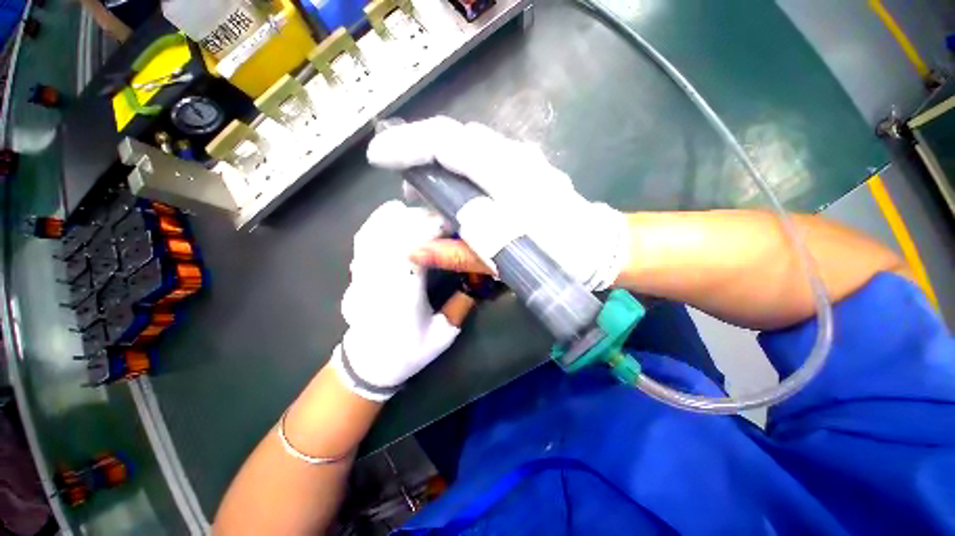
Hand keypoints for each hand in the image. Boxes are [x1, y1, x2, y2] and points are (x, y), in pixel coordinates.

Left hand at [334, 201, 461, 401]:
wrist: (368, 361)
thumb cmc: (407, 350)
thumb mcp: (443, 334)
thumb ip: (461, 304)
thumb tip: (479, 278)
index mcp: (403, 289)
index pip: (418, 244)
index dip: (437, 228)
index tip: (454, 226)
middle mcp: (381, 272)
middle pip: (399, 229)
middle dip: (425, 219)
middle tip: (446, 223)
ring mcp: (365, 267)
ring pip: (380, 227)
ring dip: (405, 216)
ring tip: (425, 217)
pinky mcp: (358, 267)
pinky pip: (365, 233)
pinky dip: (380, 219)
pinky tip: (394, 215)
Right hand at [367, 116, 629, 290]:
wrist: (597, 246)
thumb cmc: (557, 254)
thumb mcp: (505, 259)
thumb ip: (458, 253)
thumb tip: (413, 250)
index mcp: (507, 176)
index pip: (447, 143)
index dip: (407, 145)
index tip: (378, 158)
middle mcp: (513, 156)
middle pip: (454, 138)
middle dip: (420, 155)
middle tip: (406, 187)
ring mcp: (521, 157)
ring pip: (468, 145)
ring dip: (440, 163)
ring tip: (426, 192)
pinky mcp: (524, 166)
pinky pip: (482, 155)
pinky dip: (459, 168)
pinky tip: (456, 191)